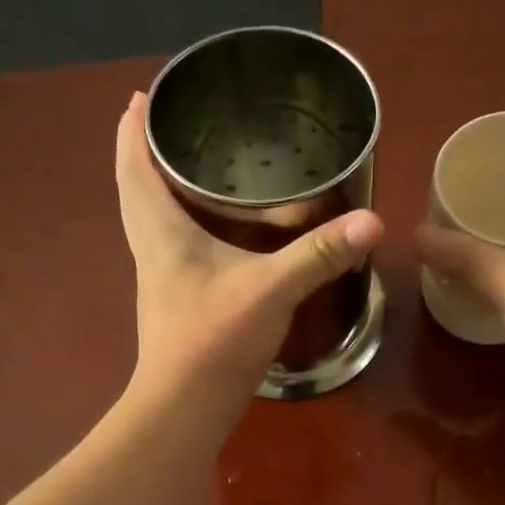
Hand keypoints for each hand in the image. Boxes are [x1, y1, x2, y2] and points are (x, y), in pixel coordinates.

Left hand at [115, 92, 383, 412]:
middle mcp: (151, 250)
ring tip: (192, 169)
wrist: (185, 407)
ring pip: (150, 222)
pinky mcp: (175, 305)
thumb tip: (371, 222)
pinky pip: (170, 249)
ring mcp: (160, 281)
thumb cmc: (214, 340)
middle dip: (143, 154)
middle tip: (173, 126)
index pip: (133, 167)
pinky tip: (214, 234)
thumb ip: (319, 255)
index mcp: (161, 232)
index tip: (141, 97)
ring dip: (161, 191)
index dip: (133, 130)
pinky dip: (183, 227)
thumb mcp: (271, 289)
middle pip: (135, 191)